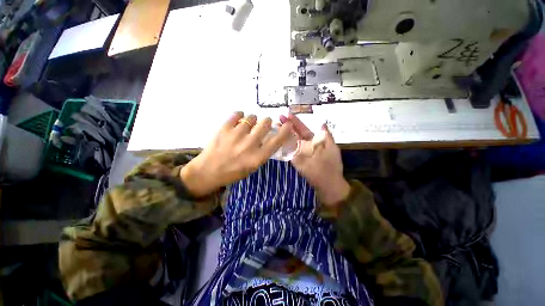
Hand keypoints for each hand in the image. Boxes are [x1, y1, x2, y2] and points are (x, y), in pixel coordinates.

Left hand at [180, 112, 292, 196]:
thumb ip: (262, 152)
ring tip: (247, 125)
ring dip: (252, 120)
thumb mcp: (252, 167)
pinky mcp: (224, 128)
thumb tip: (269, 137)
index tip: (288, 125)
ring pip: (251, 117)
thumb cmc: (232, 172)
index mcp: (257, 157)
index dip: (284, 131)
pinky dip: (239, 115)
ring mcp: (236, 135)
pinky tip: (238, 120)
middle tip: (263, 124)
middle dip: (266, 122)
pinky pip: (237, 114)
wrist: (208, 171)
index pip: (276, 141)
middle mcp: (249, 145)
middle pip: (265, 123)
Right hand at [283, 114, 349, 206]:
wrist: (328, 186)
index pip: (304, 129)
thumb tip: (322, 123)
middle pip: (296, 134)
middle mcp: (307, 147)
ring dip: (285, 135)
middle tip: (278, 118)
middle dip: (288, 126)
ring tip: (276, 128)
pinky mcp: (297, 162)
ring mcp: (301, 154)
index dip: (296, 122)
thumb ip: (326, 136)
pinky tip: (279, 142)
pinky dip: (285, 147)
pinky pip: (290, 153)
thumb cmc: (330, 167)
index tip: (288, 114)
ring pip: (291, 142)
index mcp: (316, 142)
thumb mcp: (331, 149)